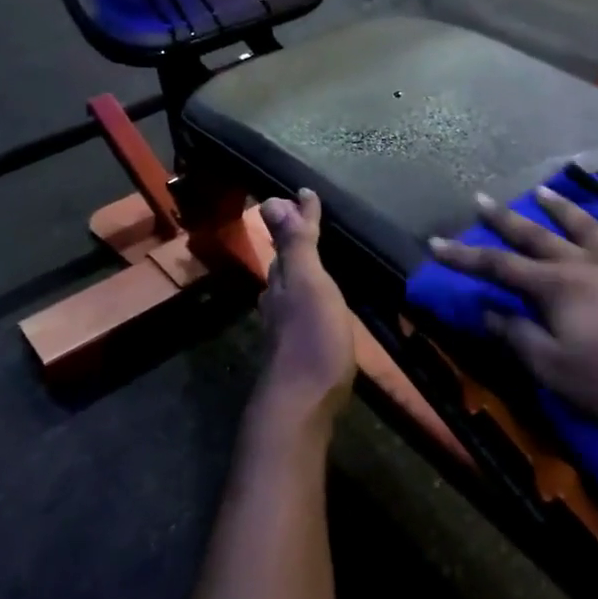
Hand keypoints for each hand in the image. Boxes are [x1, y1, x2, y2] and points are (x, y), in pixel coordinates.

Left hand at [253, 189, 355, 439]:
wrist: (302, 405)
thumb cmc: (312, 338)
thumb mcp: (309, 284)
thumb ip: (296, 245)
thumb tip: (275, 199)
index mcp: (283, 281)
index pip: (289, 240)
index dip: (299, 217)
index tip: (307, 193)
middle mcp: (279, 301)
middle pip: (285, 264)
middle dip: (295, 242)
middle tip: (310, 221)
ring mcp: (286, 328)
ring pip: (290, 288)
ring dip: (301, 269)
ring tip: (318, 259)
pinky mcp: (299, 351)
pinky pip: (302, 309)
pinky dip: (311, 295)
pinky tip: (321, 305)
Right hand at [428, 189, 597, 420]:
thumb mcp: (557, 371)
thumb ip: (520, 339)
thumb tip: (488, 311)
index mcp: (558, 288)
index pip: (501, 268)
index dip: (466, 257)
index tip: (436, 242)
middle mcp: (590, 264)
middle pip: (540, 238)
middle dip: (507, 221)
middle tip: (482, 198)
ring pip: (594, 228)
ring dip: (567, 210)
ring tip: (544, 191)